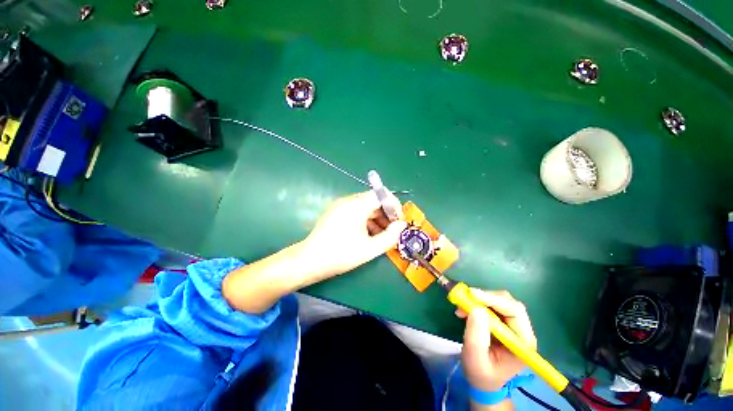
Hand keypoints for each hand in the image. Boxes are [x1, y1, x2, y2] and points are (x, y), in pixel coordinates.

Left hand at [300, 191, 406, 280]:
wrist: (309, 261)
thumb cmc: (341, 254)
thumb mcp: (370, 248)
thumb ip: (390, 236)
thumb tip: (402, 225)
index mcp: (357, 205)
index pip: (382, 194)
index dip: (394, 206)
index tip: (399, 221)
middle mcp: (349, 200)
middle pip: (374, 200)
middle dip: (386, 214)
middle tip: (393, 231)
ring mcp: (341, 205)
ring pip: (365, 207)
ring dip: (377, 218)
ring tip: (382, 236)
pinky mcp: (336, 212)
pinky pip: (356, 211)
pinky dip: (366, 220)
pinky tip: (369, 235)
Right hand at [458, 289, 536, 391]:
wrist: (483, 380)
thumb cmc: (481, 373)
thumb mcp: (475, 358)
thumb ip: (476, 335)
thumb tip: (476, 308)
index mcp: (523, 342)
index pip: (515, 312)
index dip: (494, 300)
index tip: (472, 294)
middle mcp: (522, 330)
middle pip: (509, 302)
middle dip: (486, 297)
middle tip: (465, 298)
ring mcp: (513, 325)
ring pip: (500, 300)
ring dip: (480, 299)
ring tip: (462, 307)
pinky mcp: (503, 321)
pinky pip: (491, 304)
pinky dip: (477, 302)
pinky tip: (466, 309)